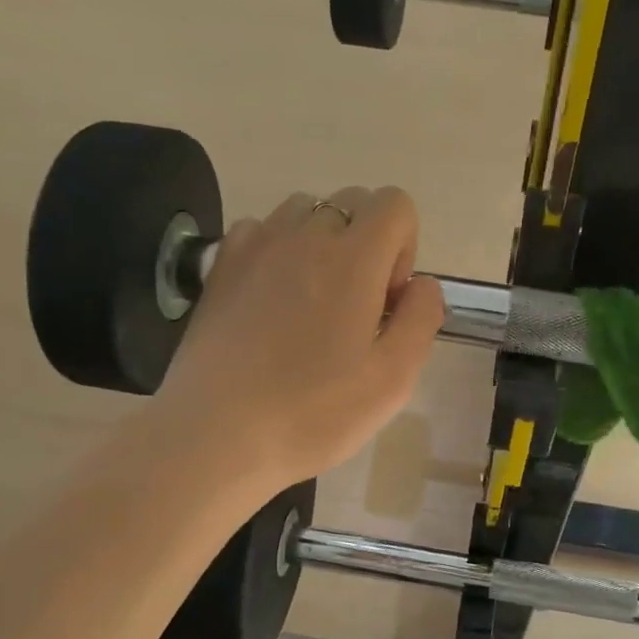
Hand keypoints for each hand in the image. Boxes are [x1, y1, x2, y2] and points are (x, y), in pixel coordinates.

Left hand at [151, 188, 444, 498]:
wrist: (216, 435)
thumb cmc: (313, 413)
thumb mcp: (394, 379)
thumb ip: (422, 318)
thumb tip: (422, 283)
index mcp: (353, 259)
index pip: (395, 204)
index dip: (404, 246)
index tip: (387, 300)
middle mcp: (304, 236)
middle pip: (352, 202)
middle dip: (367, 243)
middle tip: (355, 307)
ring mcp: (256, 245)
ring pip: (304, 211)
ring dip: (321, 242)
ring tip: (311, 301)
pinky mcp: (220, 265)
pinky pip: (260, 230)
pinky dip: (277, 249)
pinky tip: (270, 299)